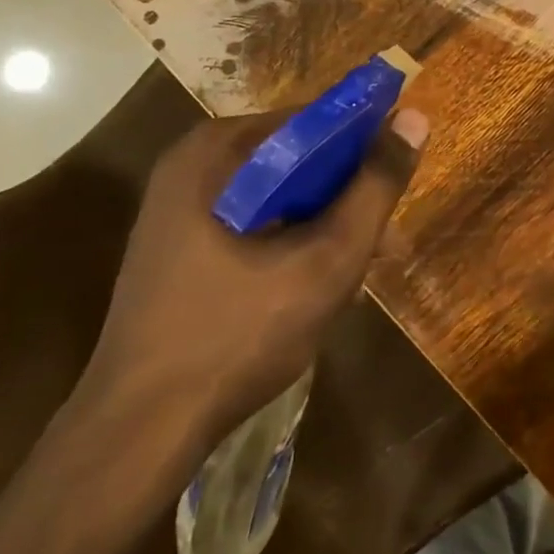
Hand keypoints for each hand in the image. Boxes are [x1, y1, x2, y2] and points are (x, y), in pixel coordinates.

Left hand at [83, 106, 430, 432]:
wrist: (138, 435)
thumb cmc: (237, 335)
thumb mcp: (327, 258)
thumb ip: (376, 186)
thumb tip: (415, 118)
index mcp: (216, 150)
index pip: (313, 121)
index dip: (365, 147)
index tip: (396, 186)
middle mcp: (192, 165)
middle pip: (296, 160)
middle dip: (346, 198)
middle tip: (384, 244)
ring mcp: (179, 208)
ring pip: (278, 196)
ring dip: (323, 225)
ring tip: (358, 275)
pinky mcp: (178, 247)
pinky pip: (252, 224)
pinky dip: (290, 243)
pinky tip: (314, 287)